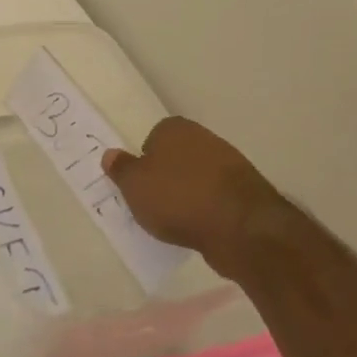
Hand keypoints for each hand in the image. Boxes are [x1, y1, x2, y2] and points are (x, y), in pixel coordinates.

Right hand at [102, 116, 285, 274]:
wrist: (239, 227)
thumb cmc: (177, 198)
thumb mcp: (134, 185)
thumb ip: (120, 168)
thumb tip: (110, 154)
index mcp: (175, 129)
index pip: (153, 136)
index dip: (144, 160)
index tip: (139, 184)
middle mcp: (204, 139)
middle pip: (177, 156)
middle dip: (166, 176)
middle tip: (153, 202)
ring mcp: (230, 165)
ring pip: (197, 177)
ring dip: (187, 194)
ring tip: (175, 220)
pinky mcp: (247, 193)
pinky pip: (215, 198)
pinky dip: (206, 209)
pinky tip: (199, 227)